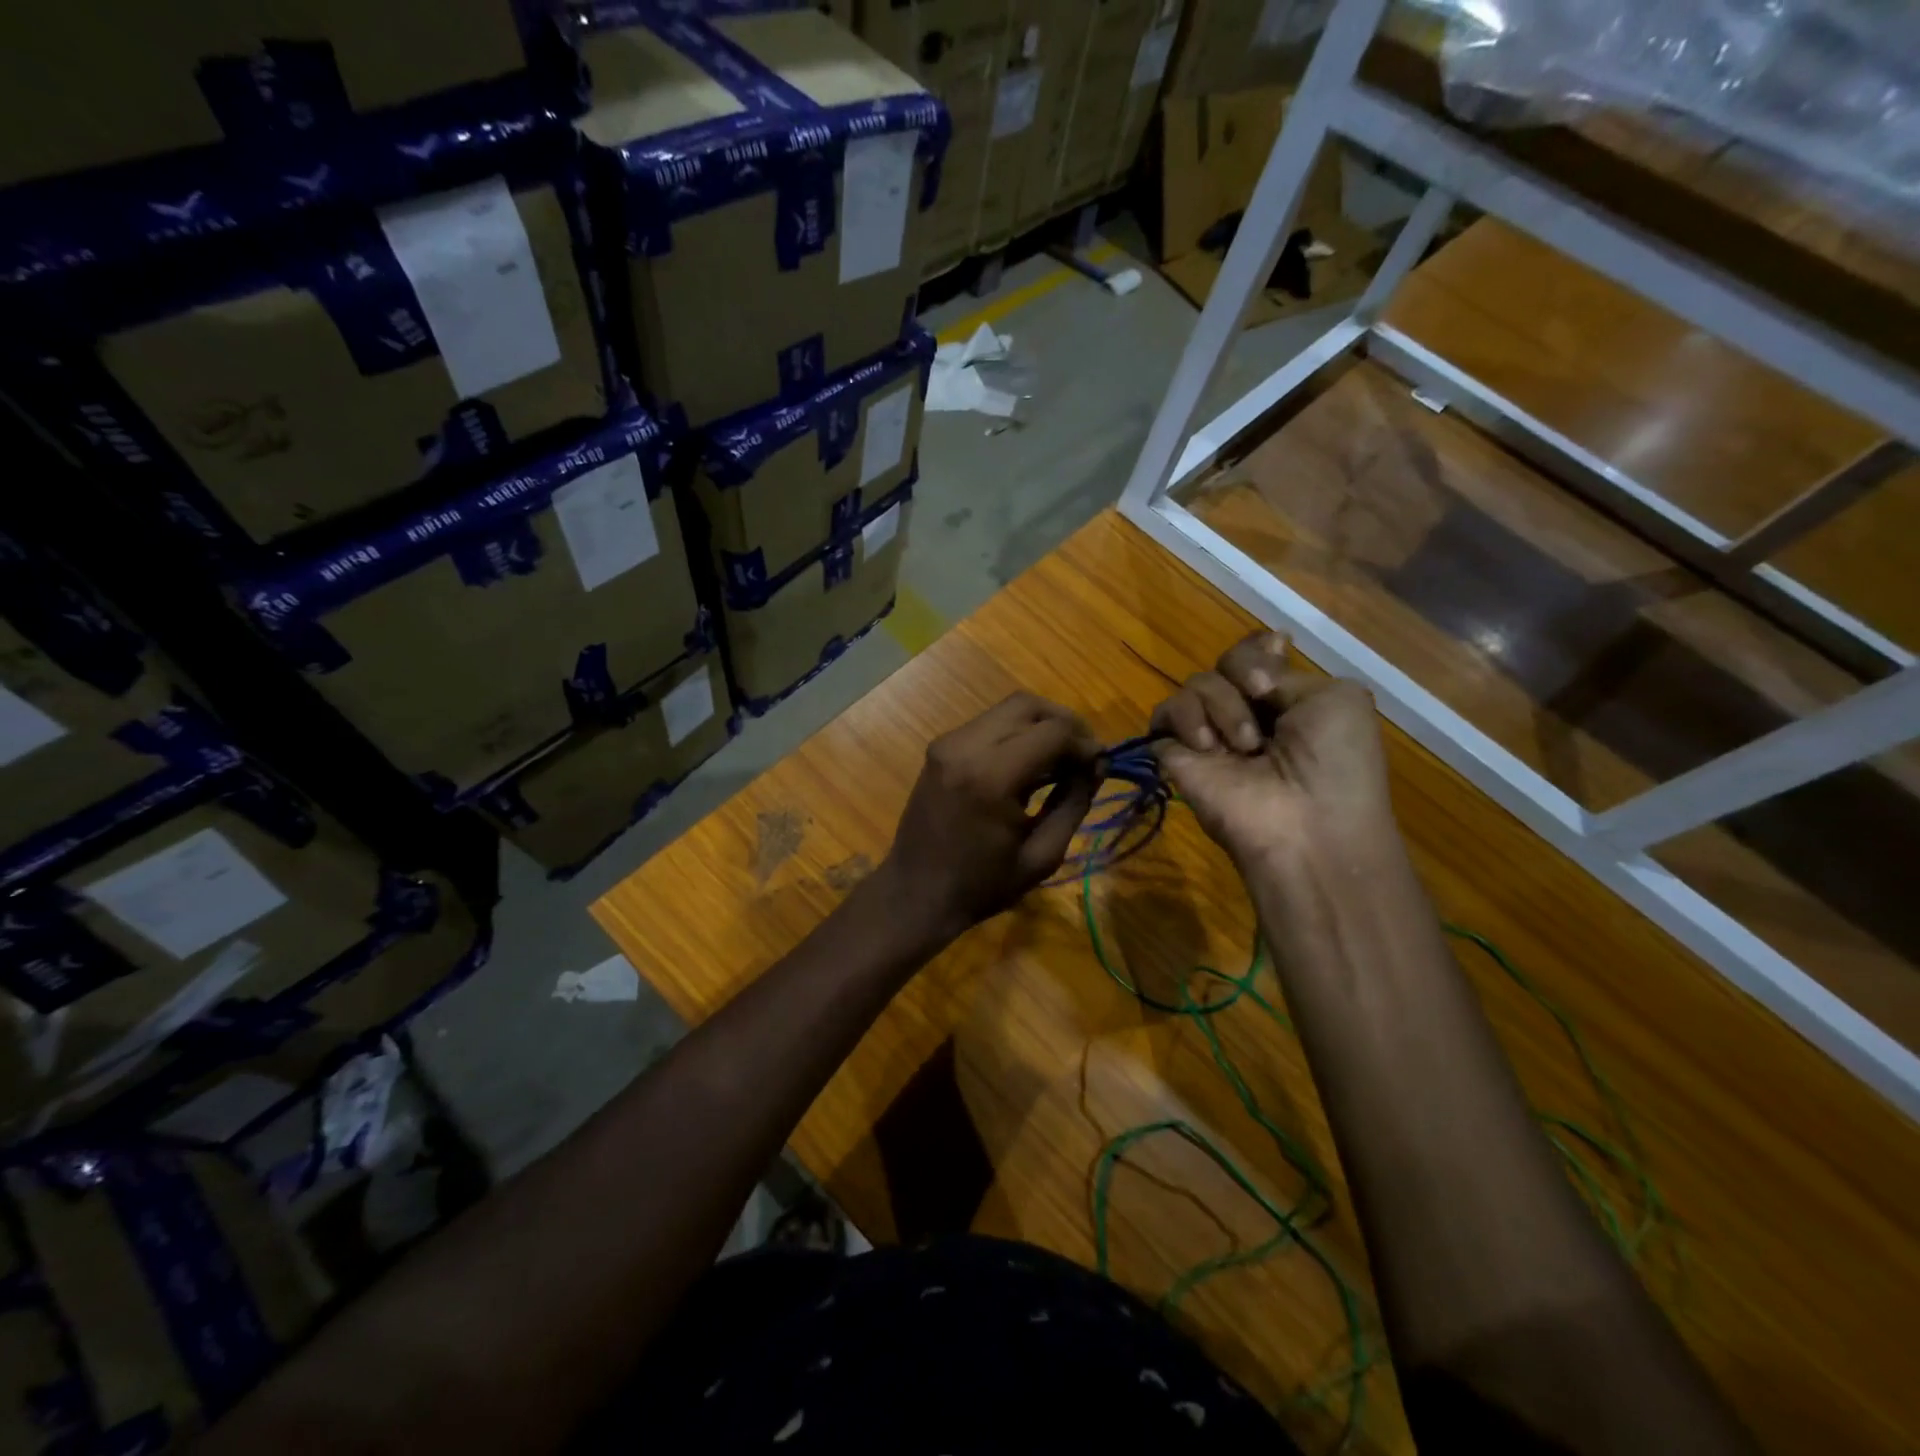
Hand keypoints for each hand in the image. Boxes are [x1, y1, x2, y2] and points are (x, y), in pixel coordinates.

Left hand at [880, 693, 1100, 941]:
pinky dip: (1016, 733)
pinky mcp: (939, 748)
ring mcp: (947, 743)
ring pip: (1008, 709)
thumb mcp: (1042, 855)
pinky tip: (1030, 764)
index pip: (1053, 732)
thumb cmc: (981, 886)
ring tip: (1061, 760)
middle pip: (1029, 705)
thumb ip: (1074, 803)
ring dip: (1041, 726)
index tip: (1102, 765)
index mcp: (990, 777)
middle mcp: (965, 747)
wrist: (915, 894)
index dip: (1085, 743)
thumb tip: (1096, 765)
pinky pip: (988, 724)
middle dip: (1066, 723)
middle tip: (1085, 755)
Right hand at [1151, 632, 1394, 868]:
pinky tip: (1208, 746)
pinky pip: (1164, 714)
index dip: (1258, 649)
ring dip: (1222, 704)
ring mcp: (1210, 734)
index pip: (1257, 654)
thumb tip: (1251, 677)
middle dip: (1244, 671)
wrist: (1306, 825)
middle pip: (1225, 662)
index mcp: (1286, 700)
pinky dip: (1184, 719)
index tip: (1275, 651)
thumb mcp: (1337, 700)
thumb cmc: (1336, 763)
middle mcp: (1246, 712)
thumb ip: (1286, 674)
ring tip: (1244, 745)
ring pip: (1196, 684)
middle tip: (1260, 696)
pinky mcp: (1176, 754)